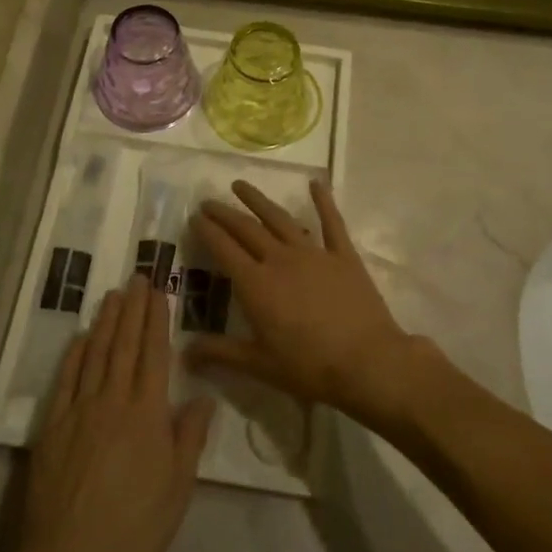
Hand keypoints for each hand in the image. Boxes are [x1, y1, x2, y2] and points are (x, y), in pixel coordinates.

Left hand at [7, 274, 214, 551]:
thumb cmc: (134, 530)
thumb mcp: (177, 490)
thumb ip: (190, 439)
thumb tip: (205, 398)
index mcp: (147, 413)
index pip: (155, 354)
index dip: (157, 320)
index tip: (158, 292)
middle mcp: (113, 401)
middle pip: (124, 345)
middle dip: (132, 309)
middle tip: (136, 278)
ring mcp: (79, 411)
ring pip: (95, 354)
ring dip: (105, 322)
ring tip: (112, 295)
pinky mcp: (52, 427)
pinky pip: (66, 379)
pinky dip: (74, 354)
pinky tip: (80, 337)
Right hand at [187, 179, 421, 424]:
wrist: (367, 362)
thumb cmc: (309, 368)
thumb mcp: (259, 365)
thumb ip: (220, 353)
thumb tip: (184, 353)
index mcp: (256, 284)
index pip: (224, 249)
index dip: (207, 231)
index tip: (194, 217)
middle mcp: (280, 259)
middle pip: (246, 228)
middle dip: (224, 213)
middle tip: (208, 202)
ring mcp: (313, 253)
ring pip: (280, 218)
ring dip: (258, 200)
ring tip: (240, 185)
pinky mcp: (343, 255)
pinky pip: (331, 222)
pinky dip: (323, 201)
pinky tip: (315, 183)